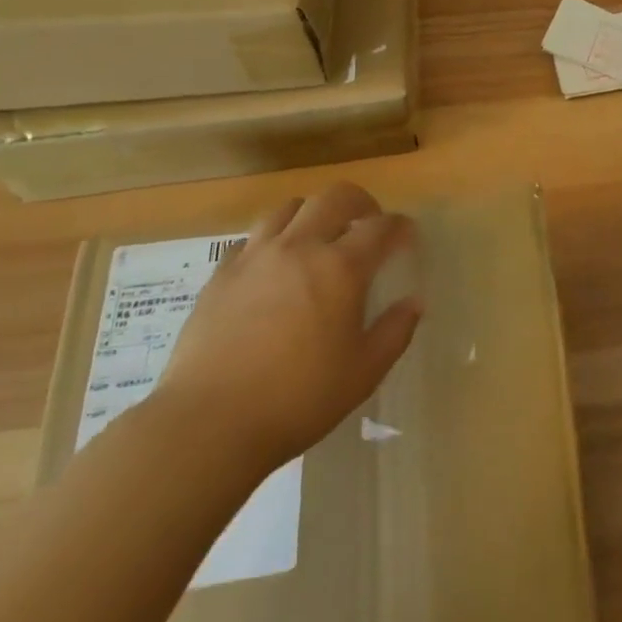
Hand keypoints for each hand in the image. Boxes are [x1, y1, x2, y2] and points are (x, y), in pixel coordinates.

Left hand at [152, 183, 421, 479]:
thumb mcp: (363, 373)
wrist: (207, 424)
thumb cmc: (297, 400)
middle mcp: (300, 247)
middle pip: (335, 197)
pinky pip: (251, 239)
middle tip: (367, 225)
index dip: (400, 227)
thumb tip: (413, 302)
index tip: (407, 237)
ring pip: (289, 208)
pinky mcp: (220, 275)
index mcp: (341, 267)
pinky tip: (272, 268)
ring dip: (312, 214)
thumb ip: (395, 332)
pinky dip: (271, 241)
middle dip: (360, 203)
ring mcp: (256, 256)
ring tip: (317, 237)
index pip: (381, 227)